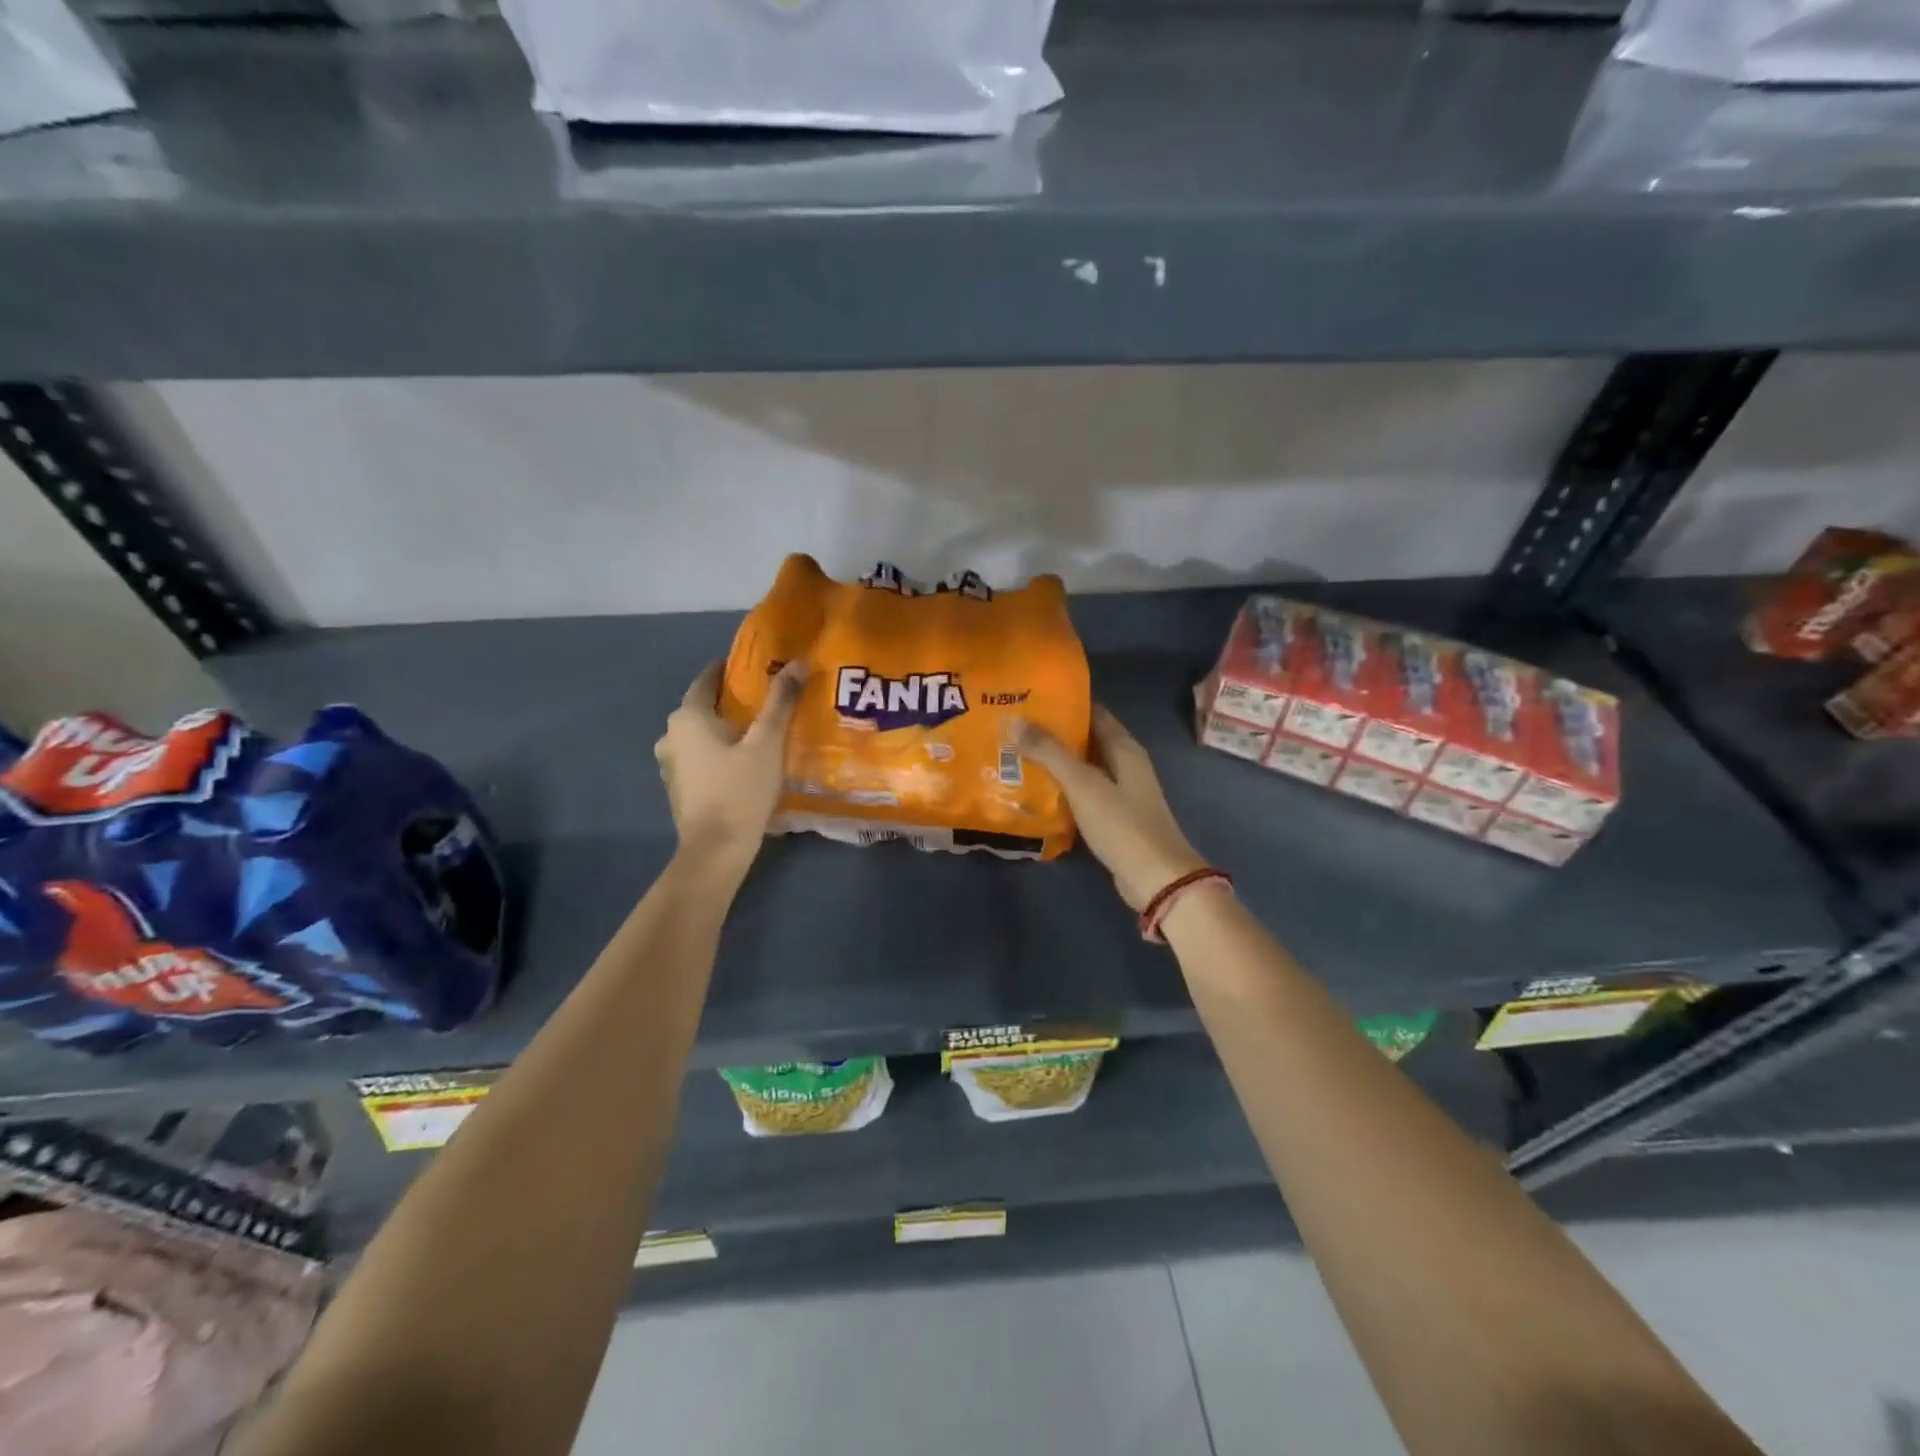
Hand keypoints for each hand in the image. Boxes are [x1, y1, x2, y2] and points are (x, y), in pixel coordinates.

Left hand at [655, 660, 803, 867]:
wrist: (716, 850)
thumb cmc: (740, 790)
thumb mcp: (766, 743)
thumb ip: (780, 702)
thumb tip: (798, 663)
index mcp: (687, 717)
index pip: (707, 678)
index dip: (730, 668)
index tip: (756, 665)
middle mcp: (670, 735)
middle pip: (704, 707)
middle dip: (732, 700)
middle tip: (766, 697)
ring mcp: (670, 764)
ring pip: (701, 734)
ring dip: (725, 729)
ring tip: (759, 729)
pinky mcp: (679, 787)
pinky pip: (700, 756)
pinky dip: (719, 751)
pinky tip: (743, 760)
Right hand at [1017, 705, 1208, 910]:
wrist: (1156, 879)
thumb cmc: (1122, 825)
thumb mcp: (1083, 784)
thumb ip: (1049, 752)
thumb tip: (1013, 720)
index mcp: (1124, 748)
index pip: (1093, 712)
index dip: (1064, 703)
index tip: (1028, 698)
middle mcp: (1125, 765)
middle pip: (1085, 740)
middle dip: (1052, 733)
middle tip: (1012, 728)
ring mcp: (1120, 793)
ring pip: (1082, 769)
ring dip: (1054, 763)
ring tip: (1014, 755)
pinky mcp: (1112, 819)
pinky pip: (1082, 795)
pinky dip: (1061, 789)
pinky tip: (1034, 792)